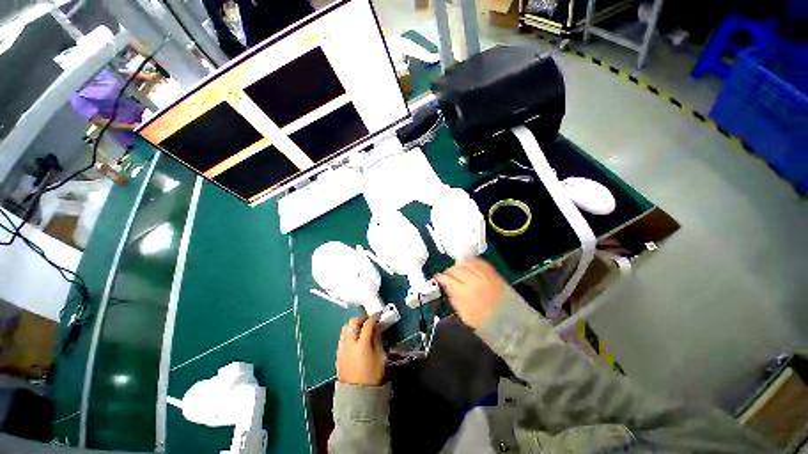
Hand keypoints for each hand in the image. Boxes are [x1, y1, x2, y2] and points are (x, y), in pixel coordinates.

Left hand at [336, 313, 386, 385]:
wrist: (356, 395)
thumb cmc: (372, 377)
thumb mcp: (380, 357)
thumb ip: (378, 340)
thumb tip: (377, 328)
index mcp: (362, 345)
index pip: (367, 324)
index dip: (374, 317)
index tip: (379, 314)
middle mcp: (349, 344)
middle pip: (353, 322)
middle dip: (362, 318)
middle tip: (370, 319)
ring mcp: (342, 348)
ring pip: (345, 328)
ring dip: (354, 324)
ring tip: (362, 326)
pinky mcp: (338, 353)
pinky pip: (343, 336)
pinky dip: (349, 332)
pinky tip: (355, 336)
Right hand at [434, 258, 506, 329]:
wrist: (514, 326)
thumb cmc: (487, 326)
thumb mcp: (465, 317)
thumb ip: (455, 300)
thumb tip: (447, 288)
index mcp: (465, 294)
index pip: (448, 279)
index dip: (440, 277)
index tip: (437, 277)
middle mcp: (474, 282)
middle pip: (456, 269)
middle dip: (449, 270)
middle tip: (446, 274)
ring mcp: (485, 276)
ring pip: (467, 263)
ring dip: (459, 264)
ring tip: (456, 267)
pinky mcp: (495, 275)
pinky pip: (481, 263)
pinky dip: (473, 261)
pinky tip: (468, 263)